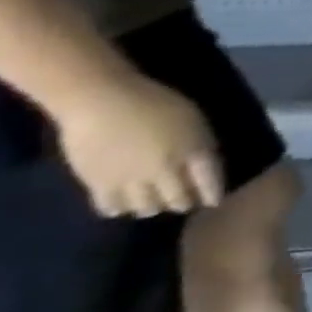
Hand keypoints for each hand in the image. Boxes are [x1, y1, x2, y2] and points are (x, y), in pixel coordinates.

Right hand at [53, 72, 224, 218]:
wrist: (103, 103)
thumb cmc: (157, 102)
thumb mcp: (194, 120)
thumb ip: (200, 144)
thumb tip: (202, 164)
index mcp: (194, 151)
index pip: (209, 182)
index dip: (213, 194)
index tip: (214, 201)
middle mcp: (165, 170)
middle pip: (178, 199)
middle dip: (184, 203)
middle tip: (184, 203)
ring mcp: (130, 180)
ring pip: (146, 208)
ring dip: (153, 207)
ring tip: (154, 203)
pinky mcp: (97, 185)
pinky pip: (111, 208)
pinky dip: (121, 208)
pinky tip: (124, 204)